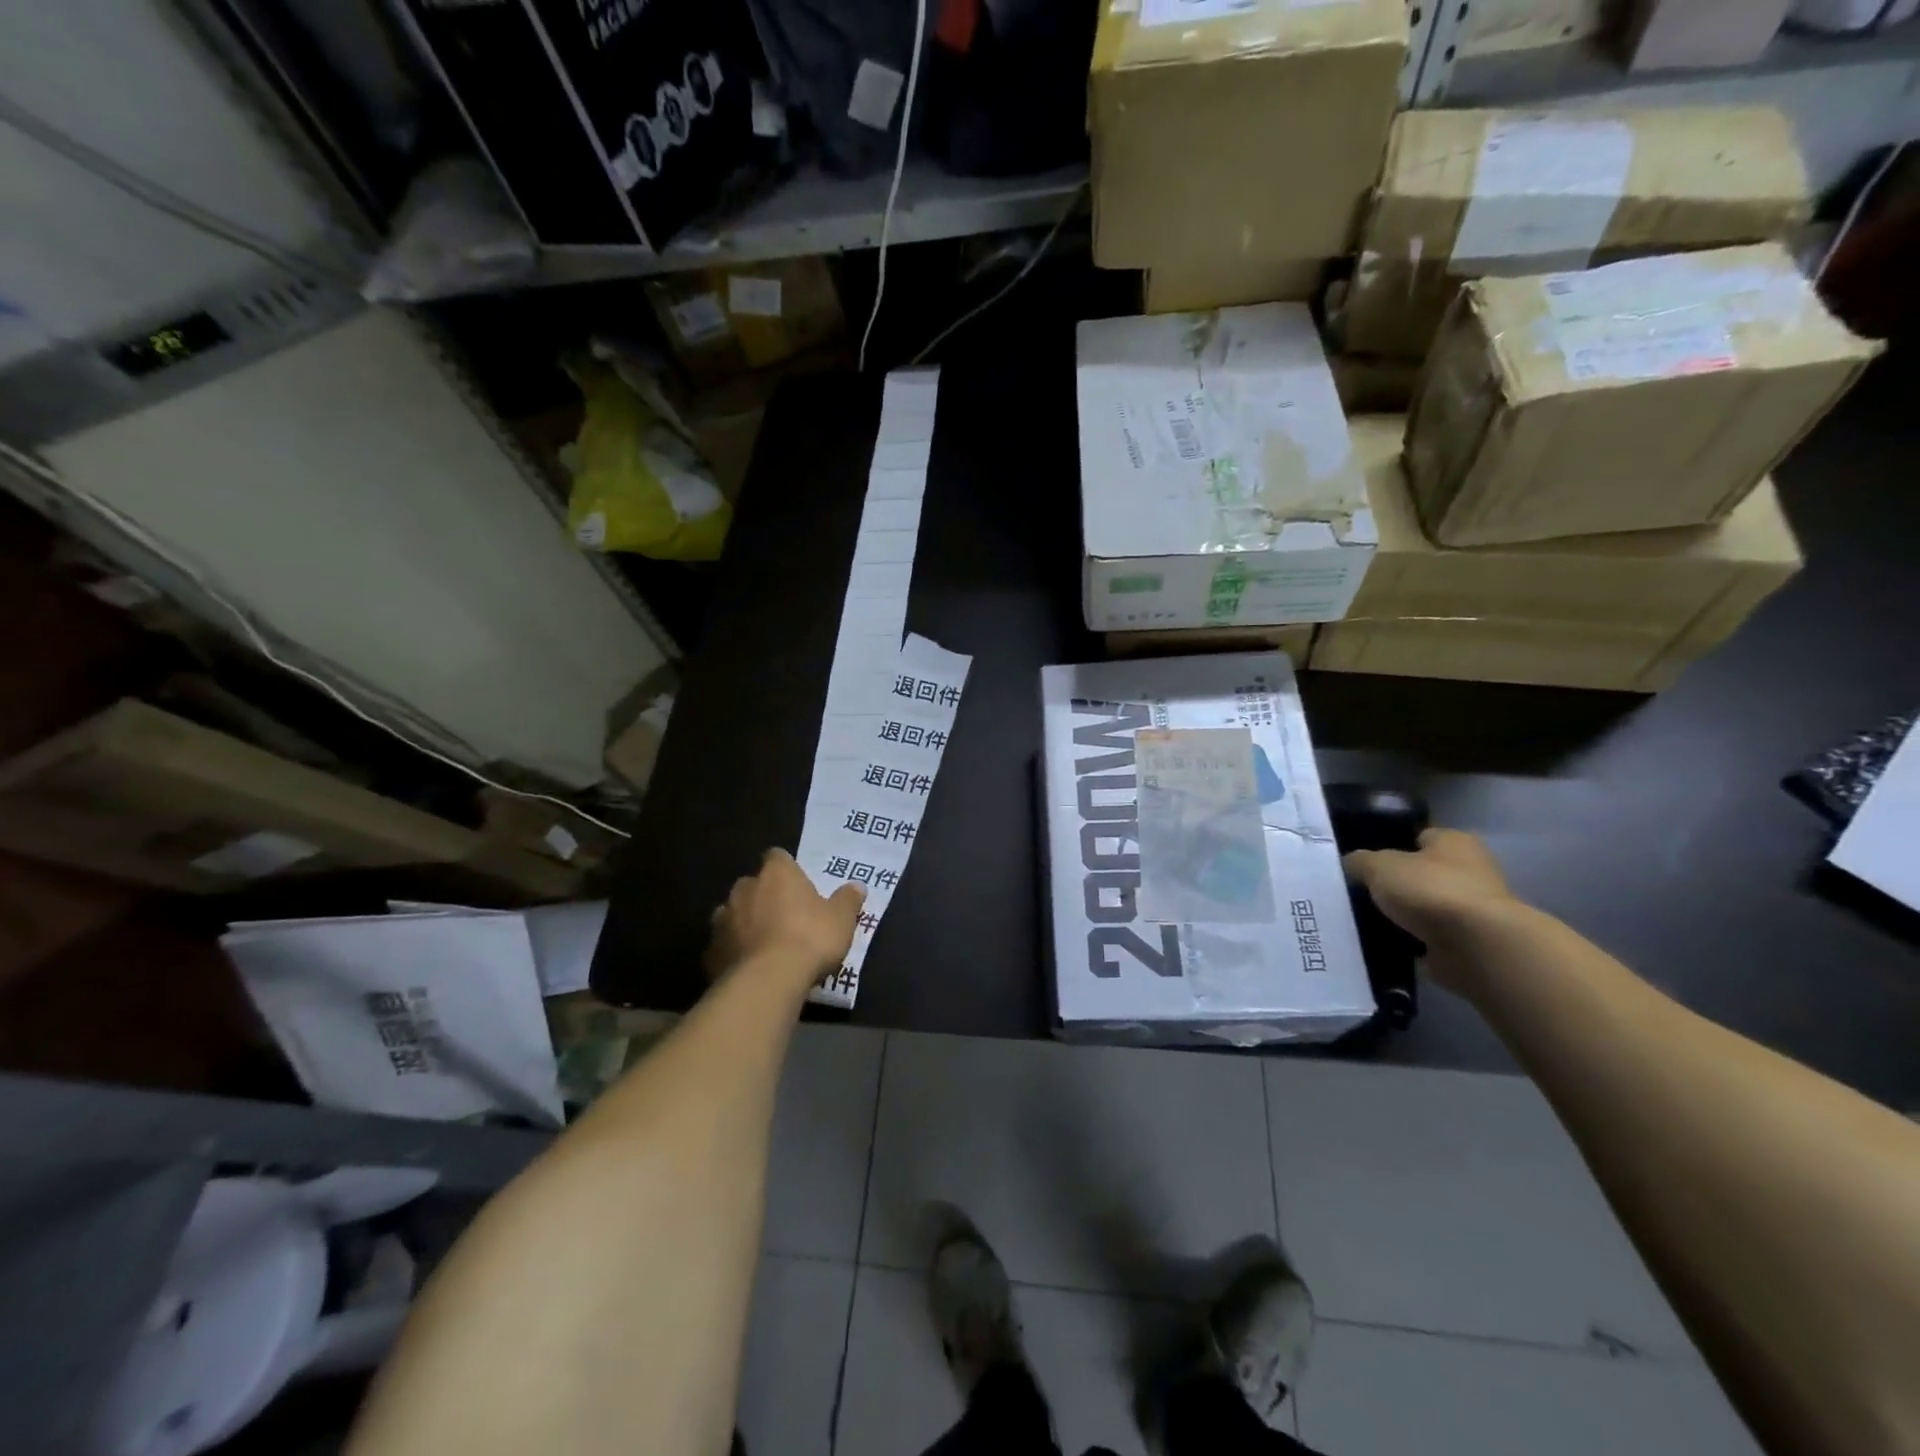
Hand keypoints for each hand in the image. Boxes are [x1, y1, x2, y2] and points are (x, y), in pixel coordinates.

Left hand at [706, 849, 864, 995]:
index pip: (777, 857)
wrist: (767, 981)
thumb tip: (858, 886)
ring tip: (763, 943)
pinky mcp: (710, 951)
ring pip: (733, 913)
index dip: (787, 869)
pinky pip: (723, 945)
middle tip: (783, 916)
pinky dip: (733, 951)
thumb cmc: (810, 938)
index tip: (797, 884)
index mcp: (777, 873)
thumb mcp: (842, 919)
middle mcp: (744, 888)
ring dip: (744, 923)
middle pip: (752, 884)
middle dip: (764, 896)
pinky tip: (747, 967)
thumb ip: (848, 900)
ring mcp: (723, 919)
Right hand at [1344, 829, 1516, 991]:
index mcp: (1454, 841)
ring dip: (1402, 916)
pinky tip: (1382, 944)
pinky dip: (1410, 943)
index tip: (1363, 861)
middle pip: (1421, 873)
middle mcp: (1470, 870)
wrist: (1477, 948)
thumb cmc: (1431, 891)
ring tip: (1364, 920)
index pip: (1418, 836)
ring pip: (1424, 908)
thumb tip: (1351, 865)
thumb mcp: (1379, 866)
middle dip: (1395, 884)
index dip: (1390, 845)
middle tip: (1358, 892)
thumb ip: (1359, 862)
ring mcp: (1472, 909)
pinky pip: (1428, 939)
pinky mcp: (1470, 943)